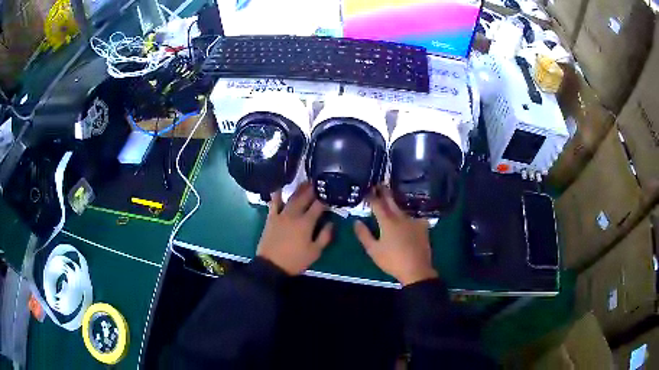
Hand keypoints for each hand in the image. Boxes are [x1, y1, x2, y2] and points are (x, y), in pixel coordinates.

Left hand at [256, 182, 333, 274]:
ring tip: (305, 181)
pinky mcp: (271, 218)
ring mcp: (281, 215)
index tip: (331, 194)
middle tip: (319, 181)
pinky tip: (280, 187)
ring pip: (291, 198)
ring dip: (299, 189)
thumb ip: (325, 236)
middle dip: (313, 189)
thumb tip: (331, 223)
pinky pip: (274, 202)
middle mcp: (294, 214)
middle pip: (305, 198)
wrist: (271, 265)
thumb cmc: (295, 260)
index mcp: (306, 223)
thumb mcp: (315, 252)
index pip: (318, 206)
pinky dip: (277, 194)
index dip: (325, 199)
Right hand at [354, 187, 437, 285]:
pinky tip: (409, 215)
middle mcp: (400, 217)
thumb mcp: (373, 250)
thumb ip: (364, 234)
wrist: (416, 269)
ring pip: (402, 208)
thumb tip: (356, 221)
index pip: (377, 204)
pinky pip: (414, 216)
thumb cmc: (392, 260)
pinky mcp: (422, 226)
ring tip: (391, 198)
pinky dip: (409, 214)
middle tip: (379, 184)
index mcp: (387, 221)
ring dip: (395, 202)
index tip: (368, 189)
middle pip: (391, 201)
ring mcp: (413, 220)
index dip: (371, 196)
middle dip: (384, 192)